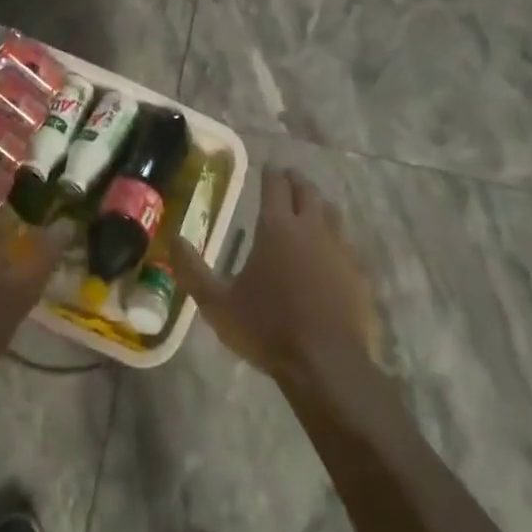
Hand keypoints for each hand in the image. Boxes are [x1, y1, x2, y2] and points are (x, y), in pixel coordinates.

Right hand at [173, 167, 383, 400]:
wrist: (327, 364)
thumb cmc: (268, 328)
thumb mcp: (218, 304)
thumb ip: (192, 270)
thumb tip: (173, 239)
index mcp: (277, 227)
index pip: (275, 185)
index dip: (270, 173)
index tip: (267, 168)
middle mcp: (311, 228)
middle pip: (307, 191)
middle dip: (295, 181)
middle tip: (287, 179)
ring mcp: (340, 248)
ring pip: (331, 212)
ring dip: (318, 204)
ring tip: (310, 207)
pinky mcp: (358, 272)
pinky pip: (347, 243)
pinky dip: (336, 237)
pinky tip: (332, 249)